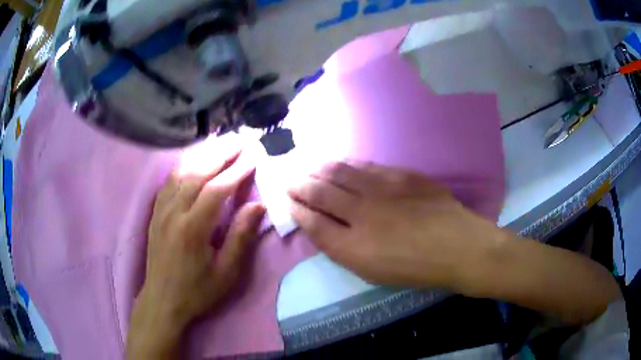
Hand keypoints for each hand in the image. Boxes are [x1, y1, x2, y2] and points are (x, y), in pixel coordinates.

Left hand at [127, 147, 264, 358]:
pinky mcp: (155, 212)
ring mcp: (161, 210)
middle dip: (221, 153)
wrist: (162, 300)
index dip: (237, 171)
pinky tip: (194, 159)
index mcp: (192, 229)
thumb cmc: (197, 291)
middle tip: (240, 139)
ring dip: (202, 154)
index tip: (253, 156)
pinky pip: (169, 181)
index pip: (217, 190)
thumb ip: (241, 238)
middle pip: (198, 172)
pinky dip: (184, 165)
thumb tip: (258, 206)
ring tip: (220, 142)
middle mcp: (173, 213)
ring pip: (181, 172)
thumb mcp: (226, 273)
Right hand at [289, 161, 621, 324]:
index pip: (312, 221)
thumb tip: (323, 227)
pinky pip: (365, 166)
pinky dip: (347, 164)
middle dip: (300, 183)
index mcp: (353, 246)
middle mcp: (361, 213)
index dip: (296, 209)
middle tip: (288, 176)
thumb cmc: (417, 269)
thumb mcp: (374, 272)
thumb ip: (345, 249)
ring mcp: (382, 189)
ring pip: (339, 173)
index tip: (287, 200)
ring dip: (319, 169)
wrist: (460, 247)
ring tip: (307, 165)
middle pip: (320, 192)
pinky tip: (339, 163)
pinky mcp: (401, 175)